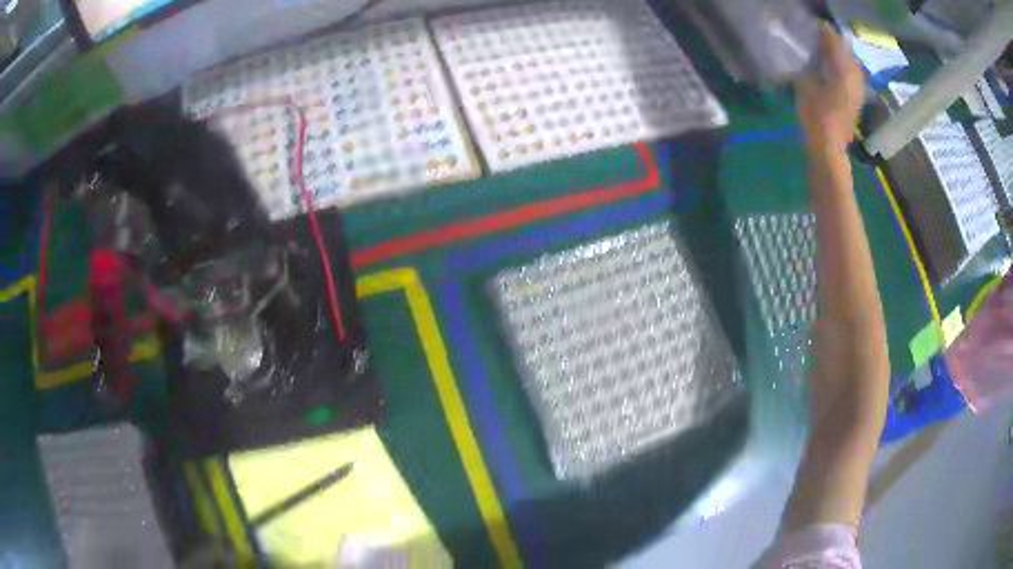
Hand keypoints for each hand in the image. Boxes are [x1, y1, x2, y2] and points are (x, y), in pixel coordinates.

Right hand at [795, 24, 865, 152]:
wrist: (830, 149)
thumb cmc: (816, 117)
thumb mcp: (805, 87)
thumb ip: (808, 67)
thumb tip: (808, 56)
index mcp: (842, 72)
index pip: (835, 44)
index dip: (826, 33)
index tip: (817, 27)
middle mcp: (854, 79)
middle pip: (848, 53)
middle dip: (837, 44)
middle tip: (825, 40)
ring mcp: (858, 91)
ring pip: (854, 66)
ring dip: (844, 57)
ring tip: (832, 54)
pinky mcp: (857, 101)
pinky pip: (855, 77)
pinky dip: (848, 70)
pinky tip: (839, 71)